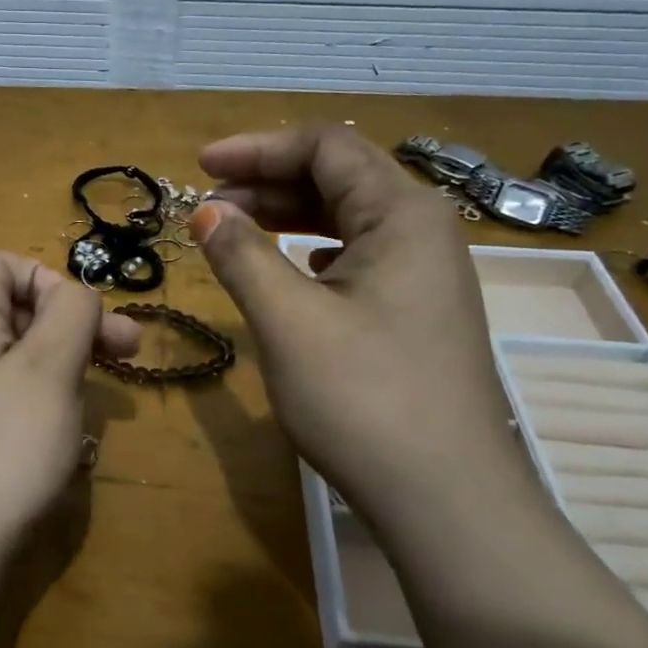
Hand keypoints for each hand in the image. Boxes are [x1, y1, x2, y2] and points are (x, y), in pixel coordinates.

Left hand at [0, 252, 140, 573]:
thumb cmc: (4, 444)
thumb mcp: (50, 366)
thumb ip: (71, 313)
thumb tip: (78, 294)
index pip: (1, 263)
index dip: (47, 277)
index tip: (82, 316)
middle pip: (18, 308)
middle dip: (76, 322)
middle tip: (130, 350)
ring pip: (24, 355)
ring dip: (70, 362)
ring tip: (105, 392)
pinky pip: (16, 395)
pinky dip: (50, 399)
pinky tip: (72, 430)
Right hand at [193, 126, 523, 507]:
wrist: (447, 500)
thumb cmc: (364, 398)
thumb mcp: (288, 320)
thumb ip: (242, 254)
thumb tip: (206, 212)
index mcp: (401, 214)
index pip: (325, 147)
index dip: (257, 148)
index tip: (200, 166)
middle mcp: (422, 230)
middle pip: (338, 176)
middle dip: (267, 181)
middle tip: (207, 206)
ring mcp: (426, 273)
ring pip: (348, 217)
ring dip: (286, 215)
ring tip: (233, 232)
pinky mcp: (417, 310)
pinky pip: (358, 254)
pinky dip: (312, 249)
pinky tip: (290, 268)